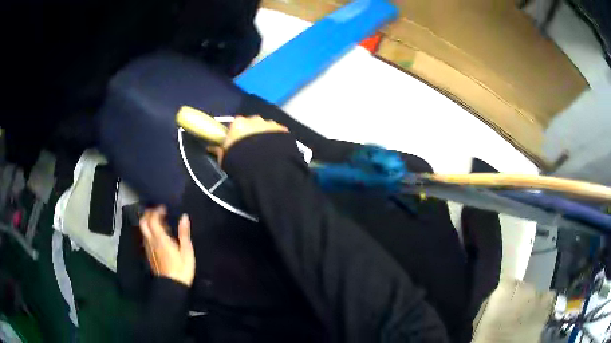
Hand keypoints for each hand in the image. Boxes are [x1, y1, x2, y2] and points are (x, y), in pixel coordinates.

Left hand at [139, 206, 194, 285]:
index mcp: (161, 239)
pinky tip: (157, 235)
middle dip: (148, 214)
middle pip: (143, 223)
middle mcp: (151, 241)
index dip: (156, 211)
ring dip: (147, 222)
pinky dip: (149, 231)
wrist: (172, 286)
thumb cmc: (182, 269)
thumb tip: (184, 217)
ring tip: (157, 221)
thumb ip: (184, 233)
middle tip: (157, 211)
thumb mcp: (187, 251)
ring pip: (143, 230)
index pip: (153, 220)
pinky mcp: (149, 255)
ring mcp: (149, 248)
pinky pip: (145, 238)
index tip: (163, 207)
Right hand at [210, 115, 288, 163]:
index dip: (236, 135)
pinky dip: (277, 140)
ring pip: (265, 128)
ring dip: (264, 136)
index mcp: (238, 123)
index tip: (237, 145)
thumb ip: (219, 152)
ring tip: (266, 152)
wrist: (267, 165)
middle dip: (251, 134)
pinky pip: (278, 133)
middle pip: (251, 125)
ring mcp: (270, 123)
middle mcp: (254, 119)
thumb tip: (211, 148)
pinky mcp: (283, 130)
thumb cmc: (240, 161)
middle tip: (252, 149)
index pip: (235, 126)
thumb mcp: (225, 160)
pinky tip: (277, 151)